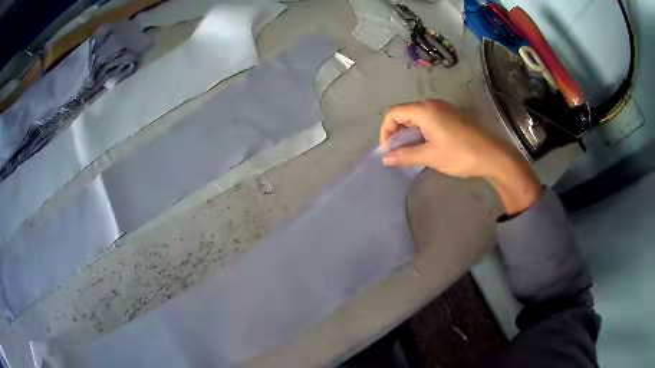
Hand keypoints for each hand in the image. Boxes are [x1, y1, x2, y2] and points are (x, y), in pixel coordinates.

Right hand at [380, 99, 542, 215]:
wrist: (493, 155)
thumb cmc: (460, 154)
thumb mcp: (430, 156)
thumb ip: (405, 156)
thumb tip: (385, 158)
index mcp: (424, 110)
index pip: (394, 113)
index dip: (386, 131)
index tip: (388, 150)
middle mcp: (432, 104)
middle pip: (405, 113)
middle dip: (397, 133)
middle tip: (398, 152)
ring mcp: (444, 109)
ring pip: (418, 117)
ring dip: (410, 133)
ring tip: (411, 152)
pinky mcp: (453, 116)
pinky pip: (430, 120)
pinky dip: (422, 132)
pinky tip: (427, 146)